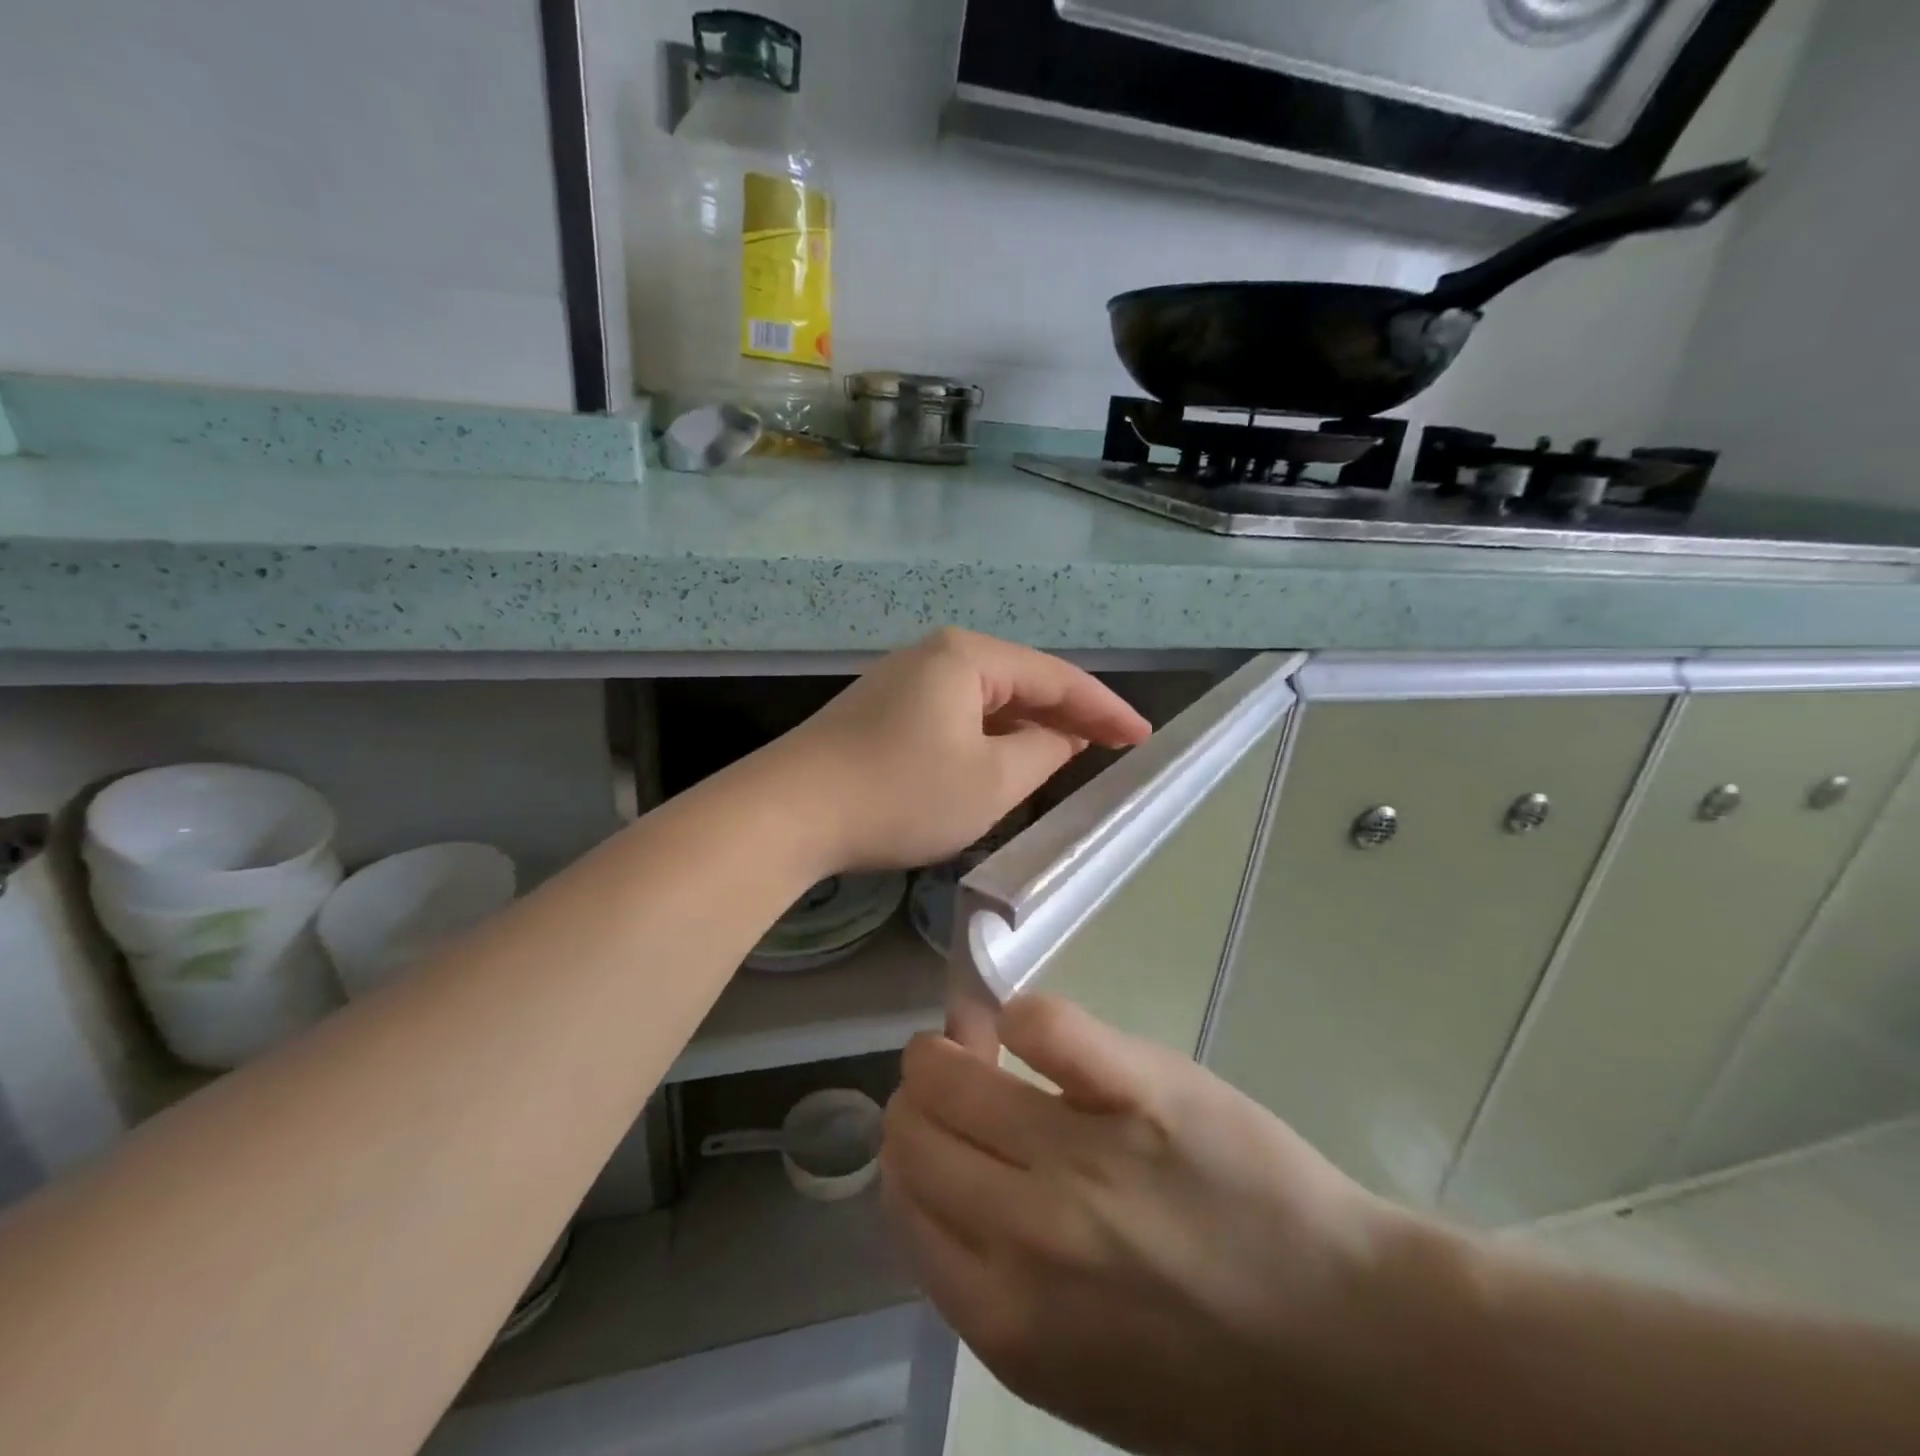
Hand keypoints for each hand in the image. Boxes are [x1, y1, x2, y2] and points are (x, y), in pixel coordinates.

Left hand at [774, 628, 1149, 872]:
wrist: (790, 813)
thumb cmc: (901, 793)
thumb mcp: (991, 781)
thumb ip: (1043, 752)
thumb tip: (1063, 738)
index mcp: (968, 657)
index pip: (1056, 677)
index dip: (1105, 708)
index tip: (1143, 737)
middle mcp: (935, 655)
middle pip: (1021, 681)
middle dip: (1069, 715)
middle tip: (1114, 747)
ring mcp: (903, 681)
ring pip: (987, 700)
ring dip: (1029, 726)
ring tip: (1071, 753)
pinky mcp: (883, 710)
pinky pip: (956, 715)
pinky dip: (990, 736)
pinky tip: (1004, 758)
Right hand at [881, 995, 1424, 1455]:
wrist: (1346, 1345)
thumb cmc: (1208, 1373)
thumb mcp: (1073, 1370)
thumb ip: (988, 1284)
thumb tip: (935, 1181)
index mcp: (1002, 1317)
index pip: (900, 1197)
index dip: (908, 1152)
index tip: (934, 1132)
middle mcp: (1025, 1232)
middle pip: (913, 1127)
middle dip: (920, 1096)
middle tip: (954, 1080)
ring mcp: (1084, 1153)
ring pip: (953, 1071)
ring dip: (950, 1047)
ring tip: (976, 1041)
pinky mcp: (1142, 1088)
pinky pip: (1046, 1026)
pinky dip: (1021, 1015)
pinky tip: (1029, 1027)